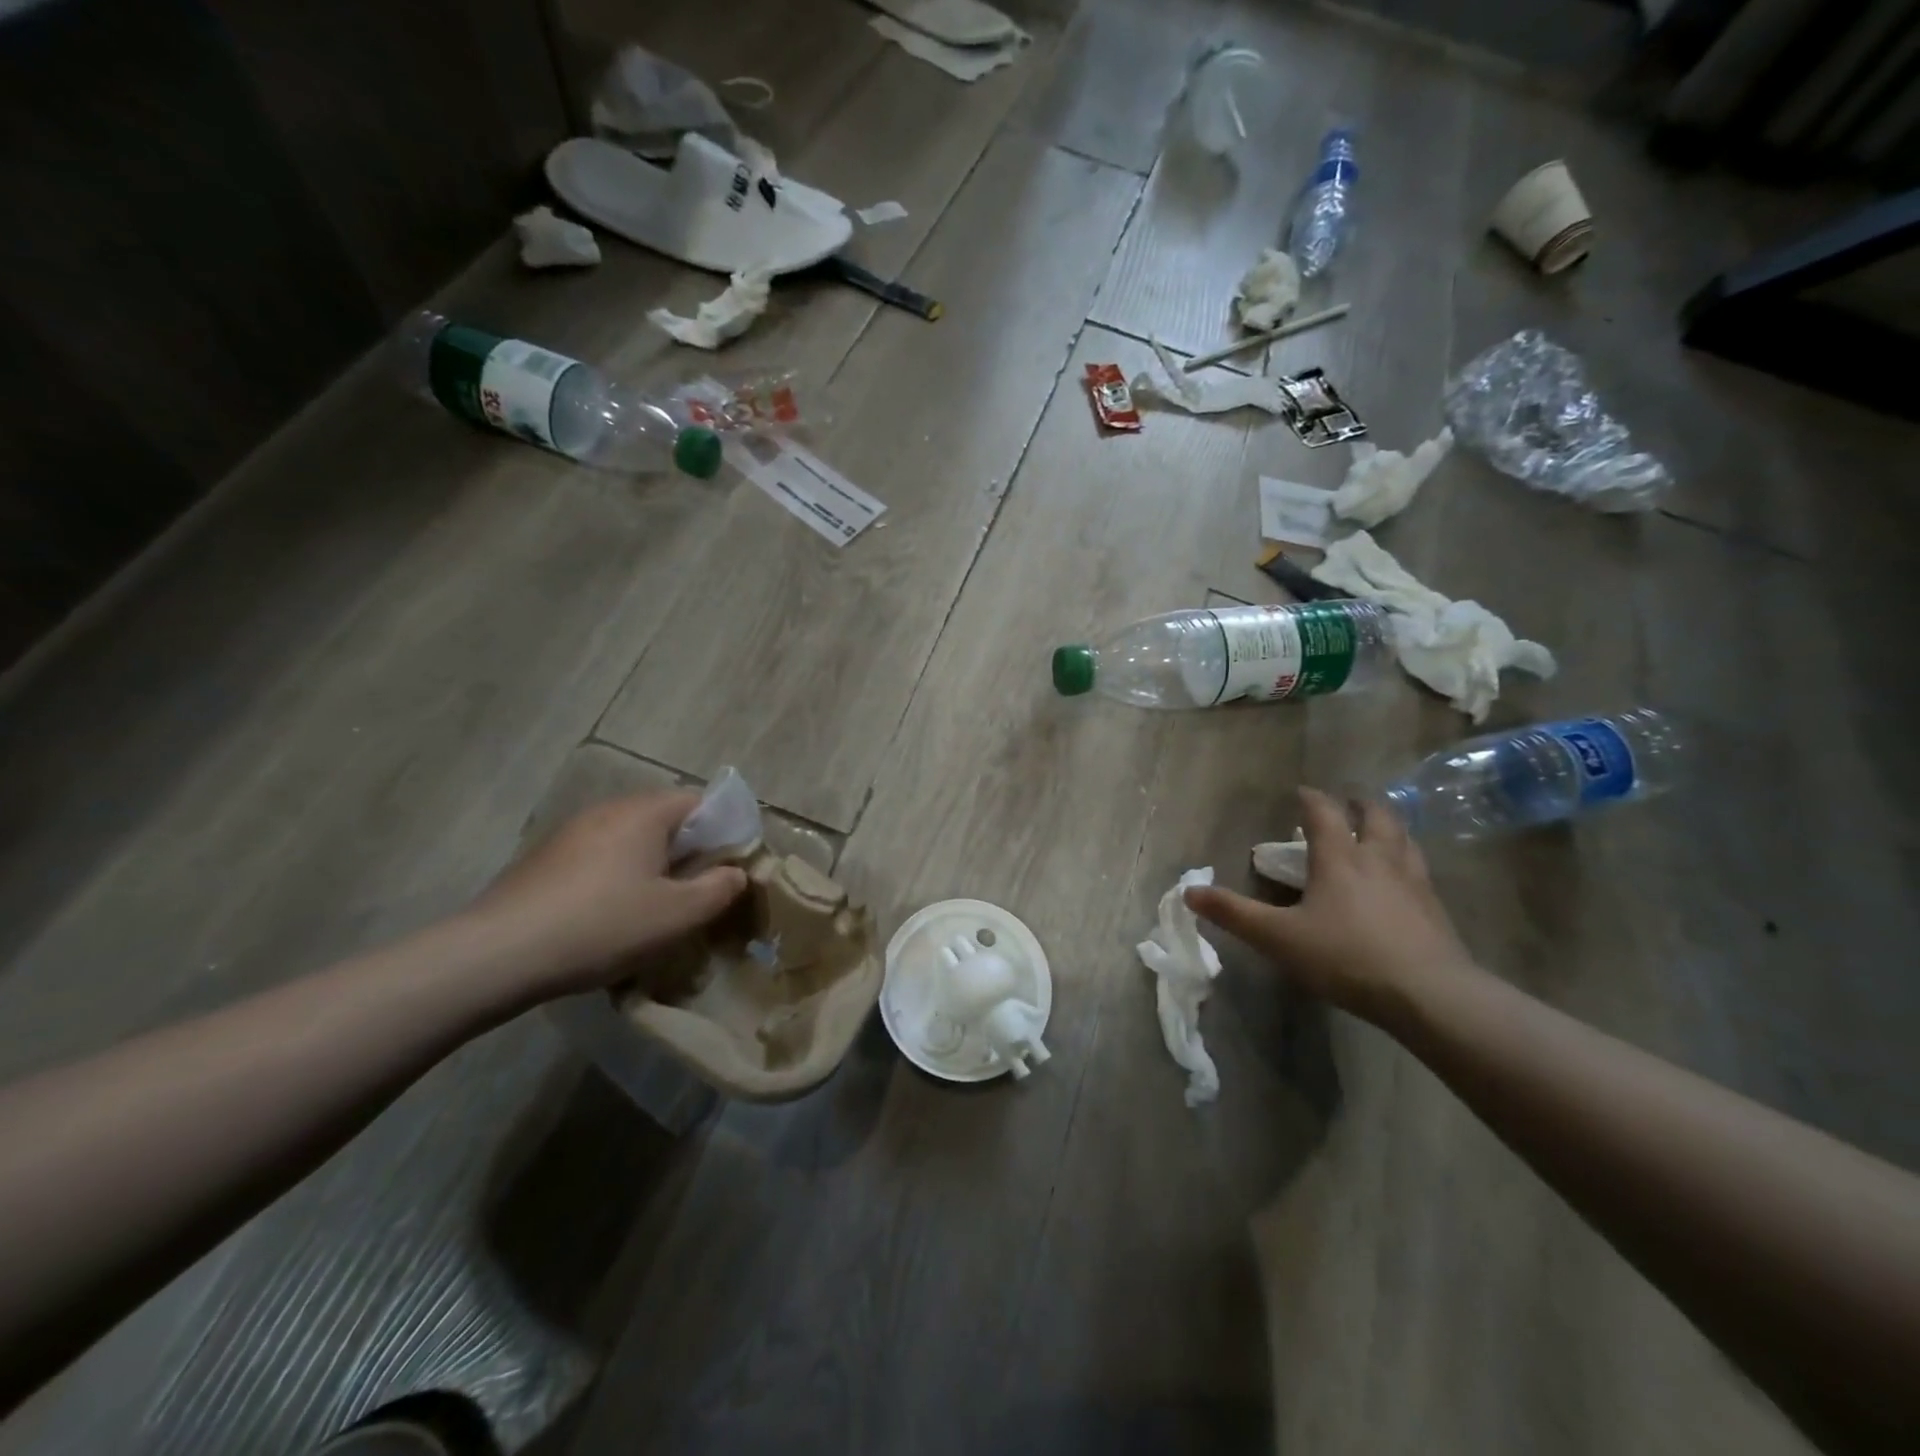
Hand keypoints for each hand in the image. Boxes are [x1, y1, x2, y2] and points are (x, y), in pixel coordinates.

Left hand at [474, 791, 747, 995]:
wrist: (497, 955)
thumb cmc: (602, 926)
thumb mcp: (677, 915)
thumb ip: (718, 889)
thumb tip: (736, 873)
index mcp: (644, 813)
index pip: (700, 802)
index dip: (724, 831)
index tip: (731, 869)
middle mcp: (607, 810)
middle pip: (665, 820)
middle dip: (689, 853)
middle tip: (699, 893)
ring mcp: (571, 833)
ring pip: (631, 841)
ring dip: (653, 867)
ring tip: (658, 909)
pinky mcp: (545, 860)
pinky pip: (600, 858)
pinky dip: (618, 879)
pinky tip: (612, 918)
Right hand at [1185, 787, 1476, 1024]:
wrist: (1429, 994)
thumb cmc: (1346, 957)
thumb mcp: (1278, 938)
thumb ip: (1234, 914)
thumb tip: (1189, 893)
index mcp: (1340, 859)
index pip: (1324, 814)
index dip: (1311, 799)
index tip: (1301, 791)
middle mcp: (1379, 860)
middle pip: (1377, 816)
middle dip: (1360, 804)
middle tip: (1349, 802)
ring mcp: (1414, 883)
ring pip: (1405, 839)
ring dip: (1390, 827)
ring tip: (1381, 830)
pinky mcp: (1436, 910)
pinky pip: (1421, 871)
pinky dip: (1408, 861)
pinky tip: (1404, 880)